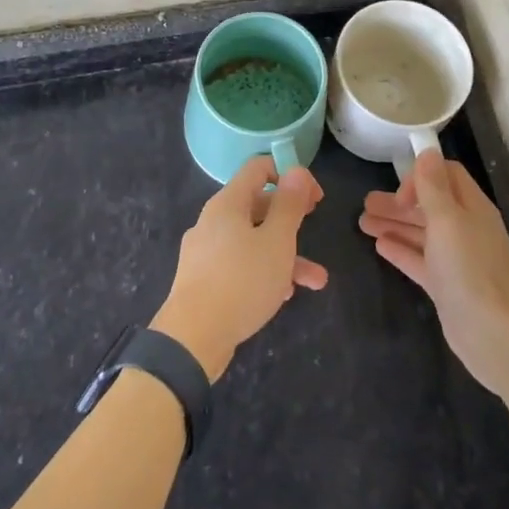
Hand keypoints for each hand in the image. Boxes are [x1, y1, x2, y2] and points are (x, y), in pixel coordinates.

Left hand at [151, 156, 327, 380]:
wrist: (192, 339)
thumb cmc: (241, 281)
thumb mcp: (276, 241)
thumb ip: (289, 205)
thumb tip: (297, 170)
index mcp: (227, 204)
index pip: (258, 168)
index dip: (289, 174)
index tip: (314, 197)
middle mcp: (213, 221)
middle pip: (256, 205)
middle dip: (291, 218)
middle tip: (314, 226)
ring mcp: (206, 252)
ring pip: (252, 241)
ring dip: (285, 254)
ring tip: (316, 280)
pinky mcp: (204, 280)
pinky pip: (240, 265)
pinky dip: (264, 273)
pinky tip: (283, 296)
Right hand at [360, 148, 508, 396]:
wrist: (494, 335)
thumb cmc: (470, 270)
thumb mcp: (448, 221)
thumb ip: (434, 186)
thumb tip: (427, 151)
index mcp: (472, 208)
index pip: (446, 176)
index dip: (421, 176)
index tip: (400, 194)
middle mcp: (466, 229)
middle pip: (429, 205)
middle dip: (398, 202)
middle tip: (365, 204)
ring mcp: (457, 259)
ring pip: (421, 233)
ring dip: (394, 224)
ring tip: (362, 223)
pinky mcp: (447, 286)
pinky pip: (420, 260)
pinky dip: (401, 250)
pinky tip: (380, 246)